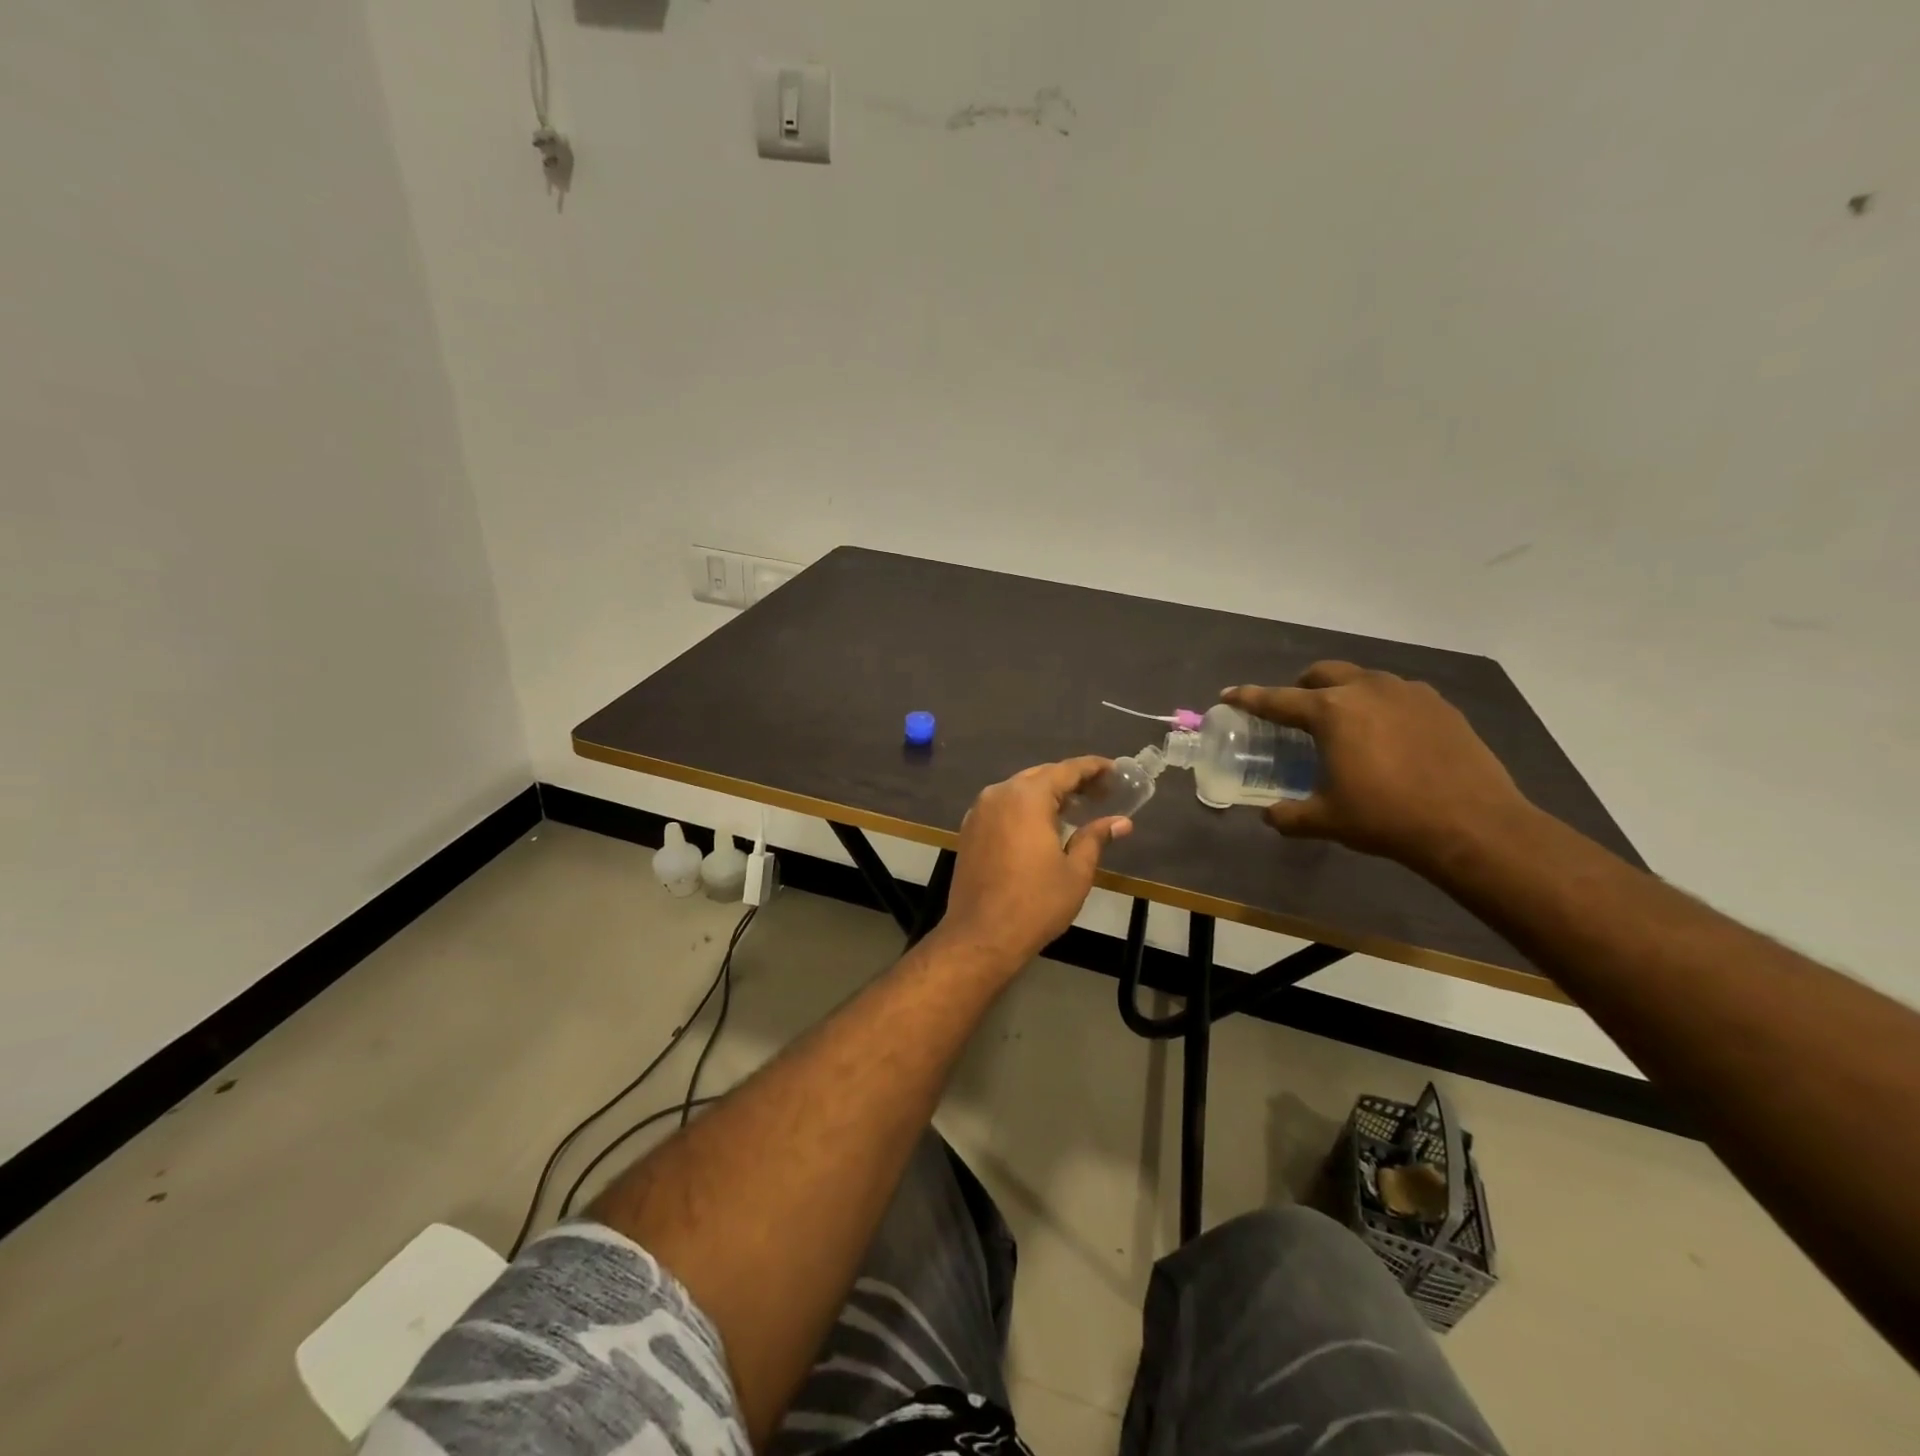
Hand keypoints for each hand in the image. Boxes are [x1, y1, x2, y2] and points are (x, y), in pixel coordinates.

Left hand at [933, 758, 1132, 973]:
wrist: (981, 935)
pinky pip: (1003, 806)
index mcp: (1027, 797)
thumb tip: (1121, 822)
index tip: (1115, 770)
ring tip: (1076, 807)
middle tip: (1101, 792)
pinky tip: (1043, 825)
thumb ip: (1095, 838)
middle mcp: (999, 794)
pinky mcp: (970, 829)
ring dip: (1047, 794)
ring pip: (1019, 790)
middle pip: (1041, 776)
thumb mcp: (1076, 871)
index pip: (1066, 770)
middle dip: (1071, 781)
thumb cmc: (1035, 903)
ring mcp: (979, 811)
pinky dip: (1025, 808)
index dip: (1093, 767)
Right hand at [1223, 663, 1533, 870]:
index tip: (1229, 694)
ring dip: (1344, 693)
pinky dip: (1381, 705)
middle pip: (1323, 673)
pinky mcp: (1440, 705)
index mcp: (1331, 712)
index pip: (1278, 699)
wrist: (1472, 825)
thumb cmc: (1386, 818)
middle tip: (1296, 711)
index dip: (1249, 698)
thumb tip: (1269, 815)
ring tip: (1345, 723)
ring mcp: (1408, 693)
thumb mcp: (1326, 820)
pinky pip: (1398, 694)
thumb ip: (1288, 815)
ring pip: (1363, 679)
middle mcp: (1367, 690)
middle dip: (1302, 686)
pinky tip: (1388, 734)